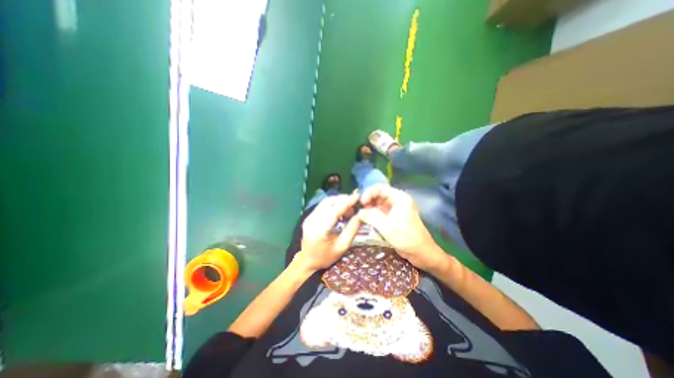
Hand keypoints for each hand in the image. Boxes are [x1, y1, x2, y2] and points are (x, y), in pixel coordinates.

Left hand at [299, 195, 363, 271]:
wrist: (307, 262)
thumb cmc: (325, 257)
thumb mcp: (342, 246)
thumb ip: (352, 230)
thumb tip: (361, 215)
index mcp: (320, 229)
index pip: (335, 210)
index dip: (347, 202)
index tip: (357, 196)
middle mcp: (312, 220)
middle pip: (329, 202)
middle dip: (343, 200)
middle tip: (354, 207)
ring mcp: (309, 217)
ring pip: (326, 202)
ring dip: (338, 202)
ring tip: (348, 211)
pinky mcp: (309, 217)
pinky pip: (323, 206)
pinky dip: (333, 206)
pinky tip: (340, 212)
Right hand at [355, 184, 445, 270]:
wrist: (421, 253)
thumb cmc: (406, 237)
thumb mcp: (386, 226)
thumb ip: (371, 217)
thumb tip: (359, 212)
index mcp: (399, 198)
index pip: (380, 188)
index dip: (369, 193)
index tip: (361, 203)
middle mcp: (397, 201)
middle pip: (378, 195)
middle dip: (368, 201)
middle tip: (359, 210)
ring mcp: (395, 209)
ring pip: (378, 204)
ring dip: (369, 208)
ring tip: (361, 216)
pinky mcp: (393, 217)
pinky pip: (380, 212)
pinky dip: (373, 215)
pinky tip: (366, 220)